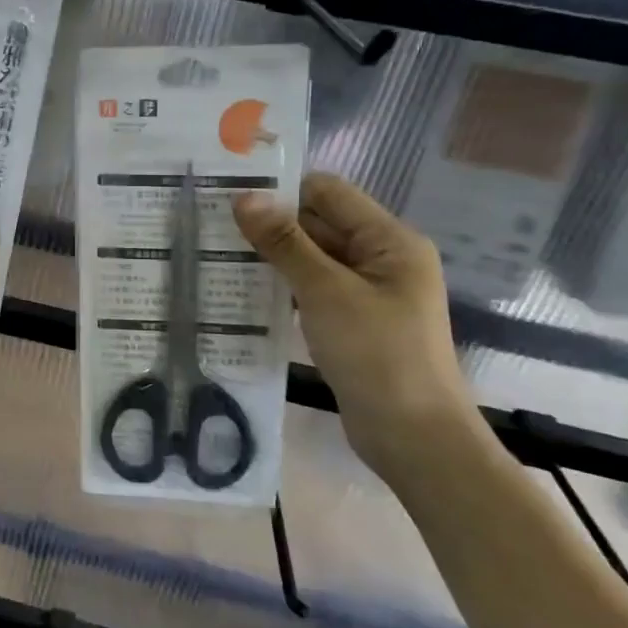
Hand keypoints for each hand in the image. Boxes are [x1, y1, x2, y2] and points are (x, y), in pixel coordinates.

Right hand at [233, 173, 480, 481]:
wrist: (414, 437)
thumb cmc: (377, 354)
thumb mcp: (326, 292)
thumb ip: (285, 242)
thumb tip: (245, 197)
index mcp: (390, 240)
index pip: (329, 193)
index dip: (282, 190)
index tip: (230, 196)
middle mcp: (382, 258)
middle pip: (320, 224)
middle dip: (271, 225)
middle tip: (212, 227)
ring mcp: (368, 293)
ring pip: (312, 259)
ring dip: (273, 257)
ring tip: (218, 255)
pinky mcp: (353, 322)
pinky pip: (313, 290)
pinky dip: (284, 287)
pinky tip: (244, 291)